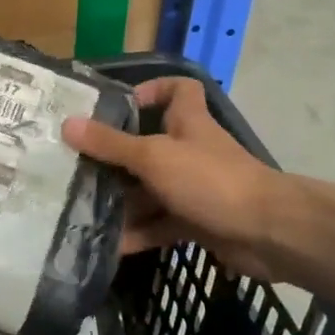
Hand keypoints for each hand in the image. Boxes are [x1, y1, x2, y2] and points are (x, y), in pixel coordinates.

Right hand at [62, 76, 279, 277]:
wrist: (267, 232)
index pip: (178, 89)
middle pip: (150, 145)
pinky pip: (160, 223)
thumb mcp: (153, 157)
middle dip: (117, 157)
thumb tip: (67, 124)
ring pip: (151, 189)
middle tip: (78, 167)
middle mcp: (190, 150)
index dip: (152, 89)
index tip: (120, 105)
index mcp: (188, 122)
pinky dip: (138, 233)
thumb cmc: (210, 180)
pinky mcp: (197, 221)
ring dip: (122, 200)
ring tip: (82, 208)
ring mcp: (195, 188)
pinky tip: (109, 244)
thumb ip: (111, 144)